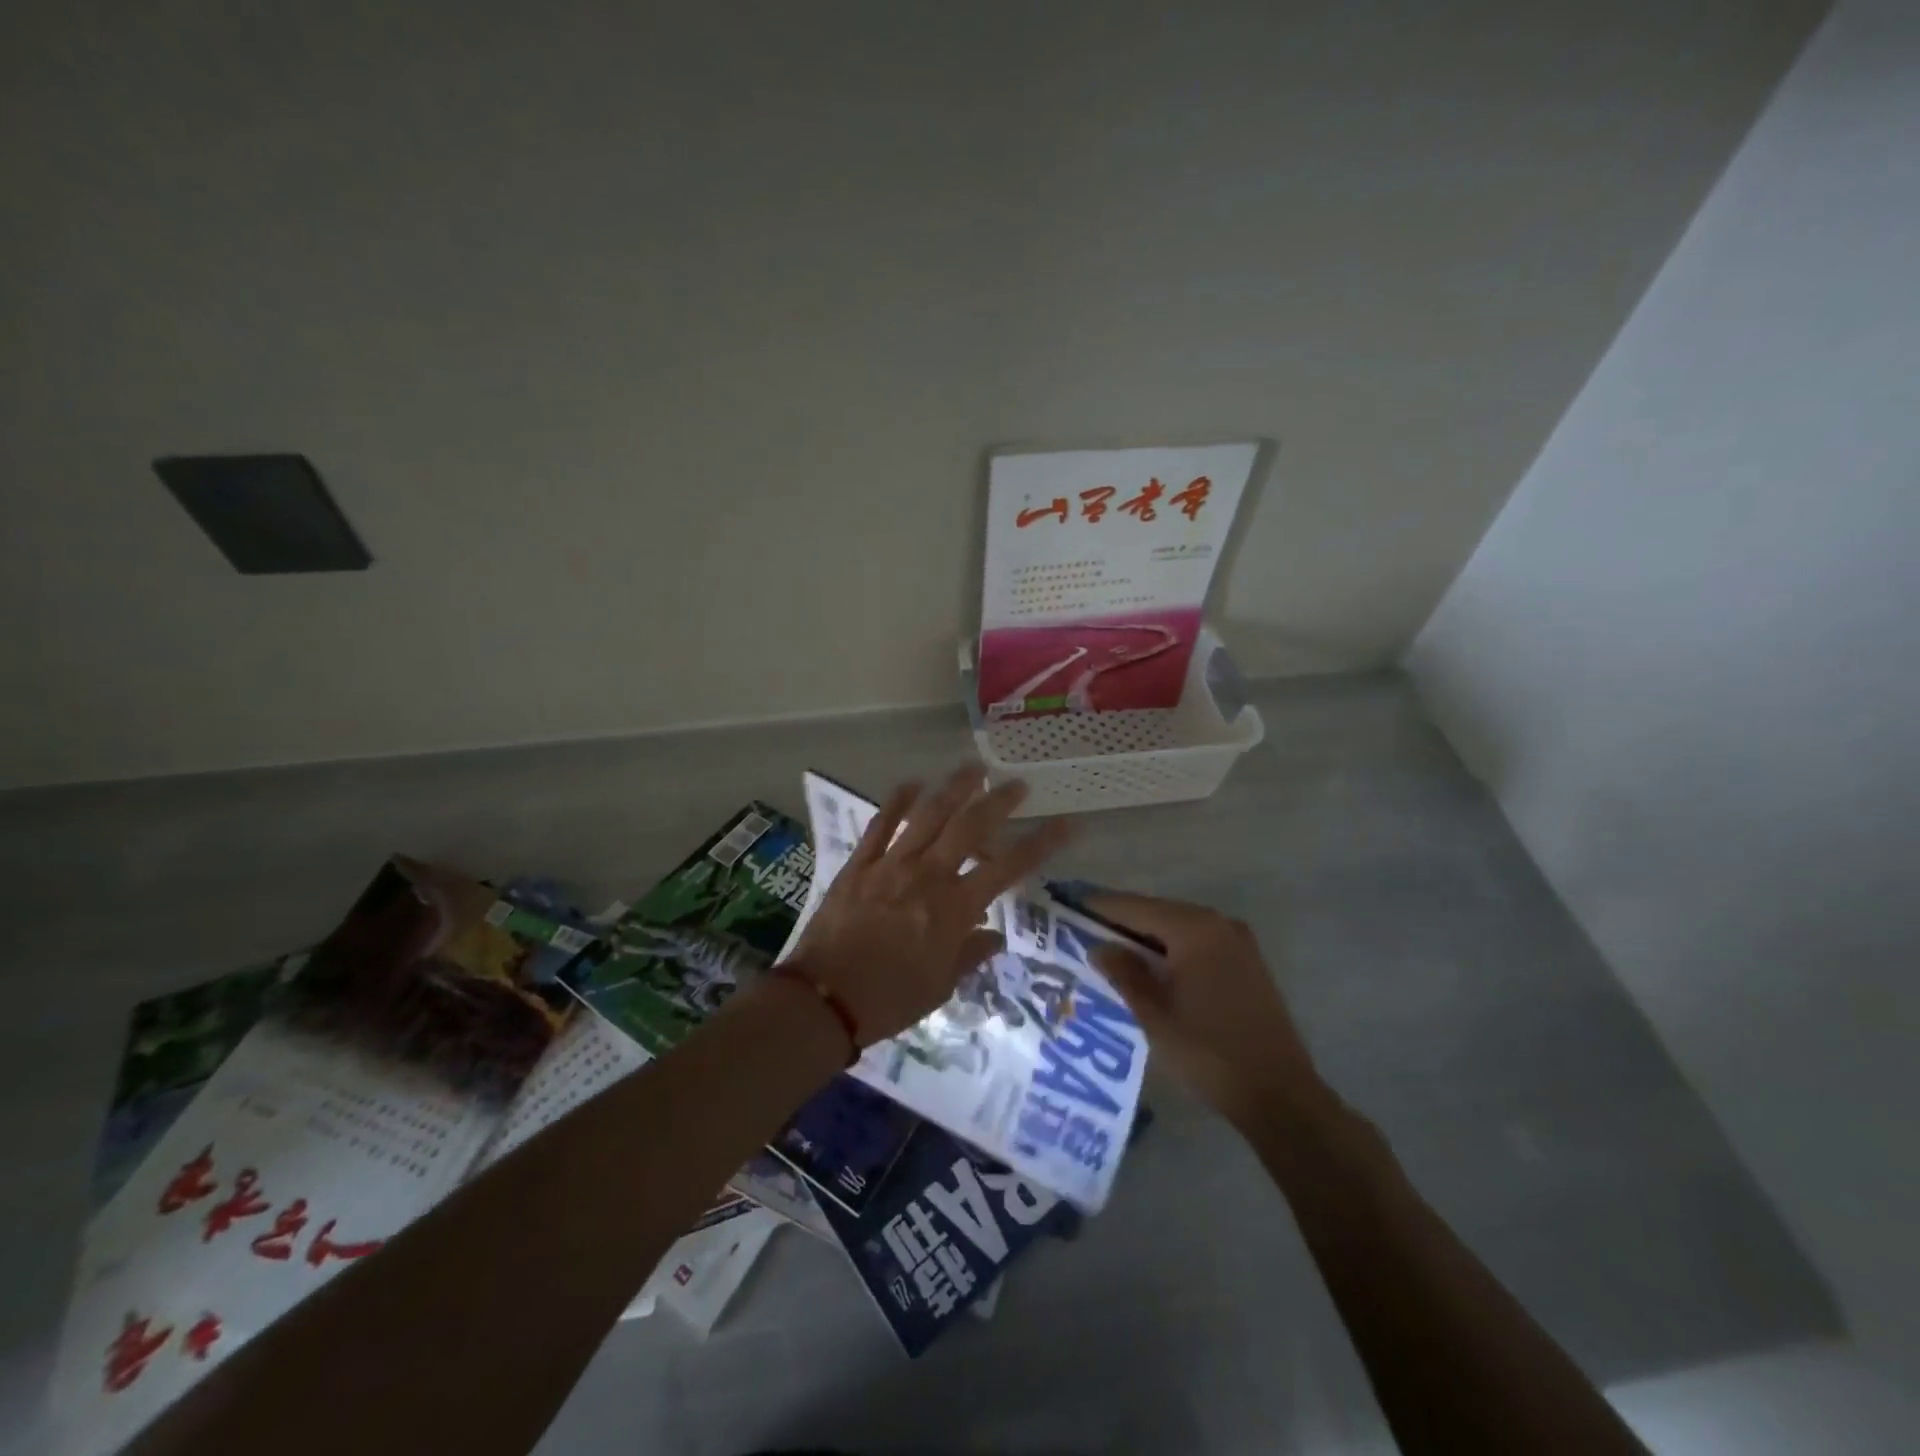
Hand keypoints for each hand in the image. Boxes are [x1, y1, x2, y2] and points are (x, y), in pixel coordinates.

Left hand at [789, 769, 1072, 1043]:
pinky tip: (912, 784)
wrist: (823, 1000)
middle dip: (999, 801)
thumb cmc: (890, 1000)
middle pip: (970, 826)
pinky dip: (897, 801)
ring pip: (928, 814)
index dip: (1040, 844)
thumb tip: (995, 935)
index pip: (1008, 868)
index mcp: (954, 908)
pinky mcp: (859, 864)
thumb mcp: (941, 987)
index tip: (1065, 824)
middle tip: (1017, 784)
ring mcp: (891, 864)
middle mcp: (928, 876)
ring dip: (954, 788)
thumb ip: (970, 954)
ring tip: (973, 768)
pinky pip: (881, 824)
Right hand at [1086, 892, 1326, 1129]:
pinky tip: (1148, 968)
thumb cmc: (1210, 1053)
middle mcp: (1218, 923)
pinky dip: (1170, 949)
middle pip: (1156, 912)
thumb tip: (1099, 947)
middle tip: (1080, 932)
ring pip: (1177, 928)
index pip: (1134, 907)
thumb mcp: (1155, 1015)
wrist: (1281, 1096)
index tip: (1065, 906)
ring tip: (1107, 950)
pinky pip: (1196, 943)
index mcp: (1194, 929)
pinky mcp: (1246, 962)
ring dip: (1145, 937)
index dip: (1098, 907)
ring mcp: (1237, 941)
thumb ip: (1125, 973)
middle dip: (1120, 922)